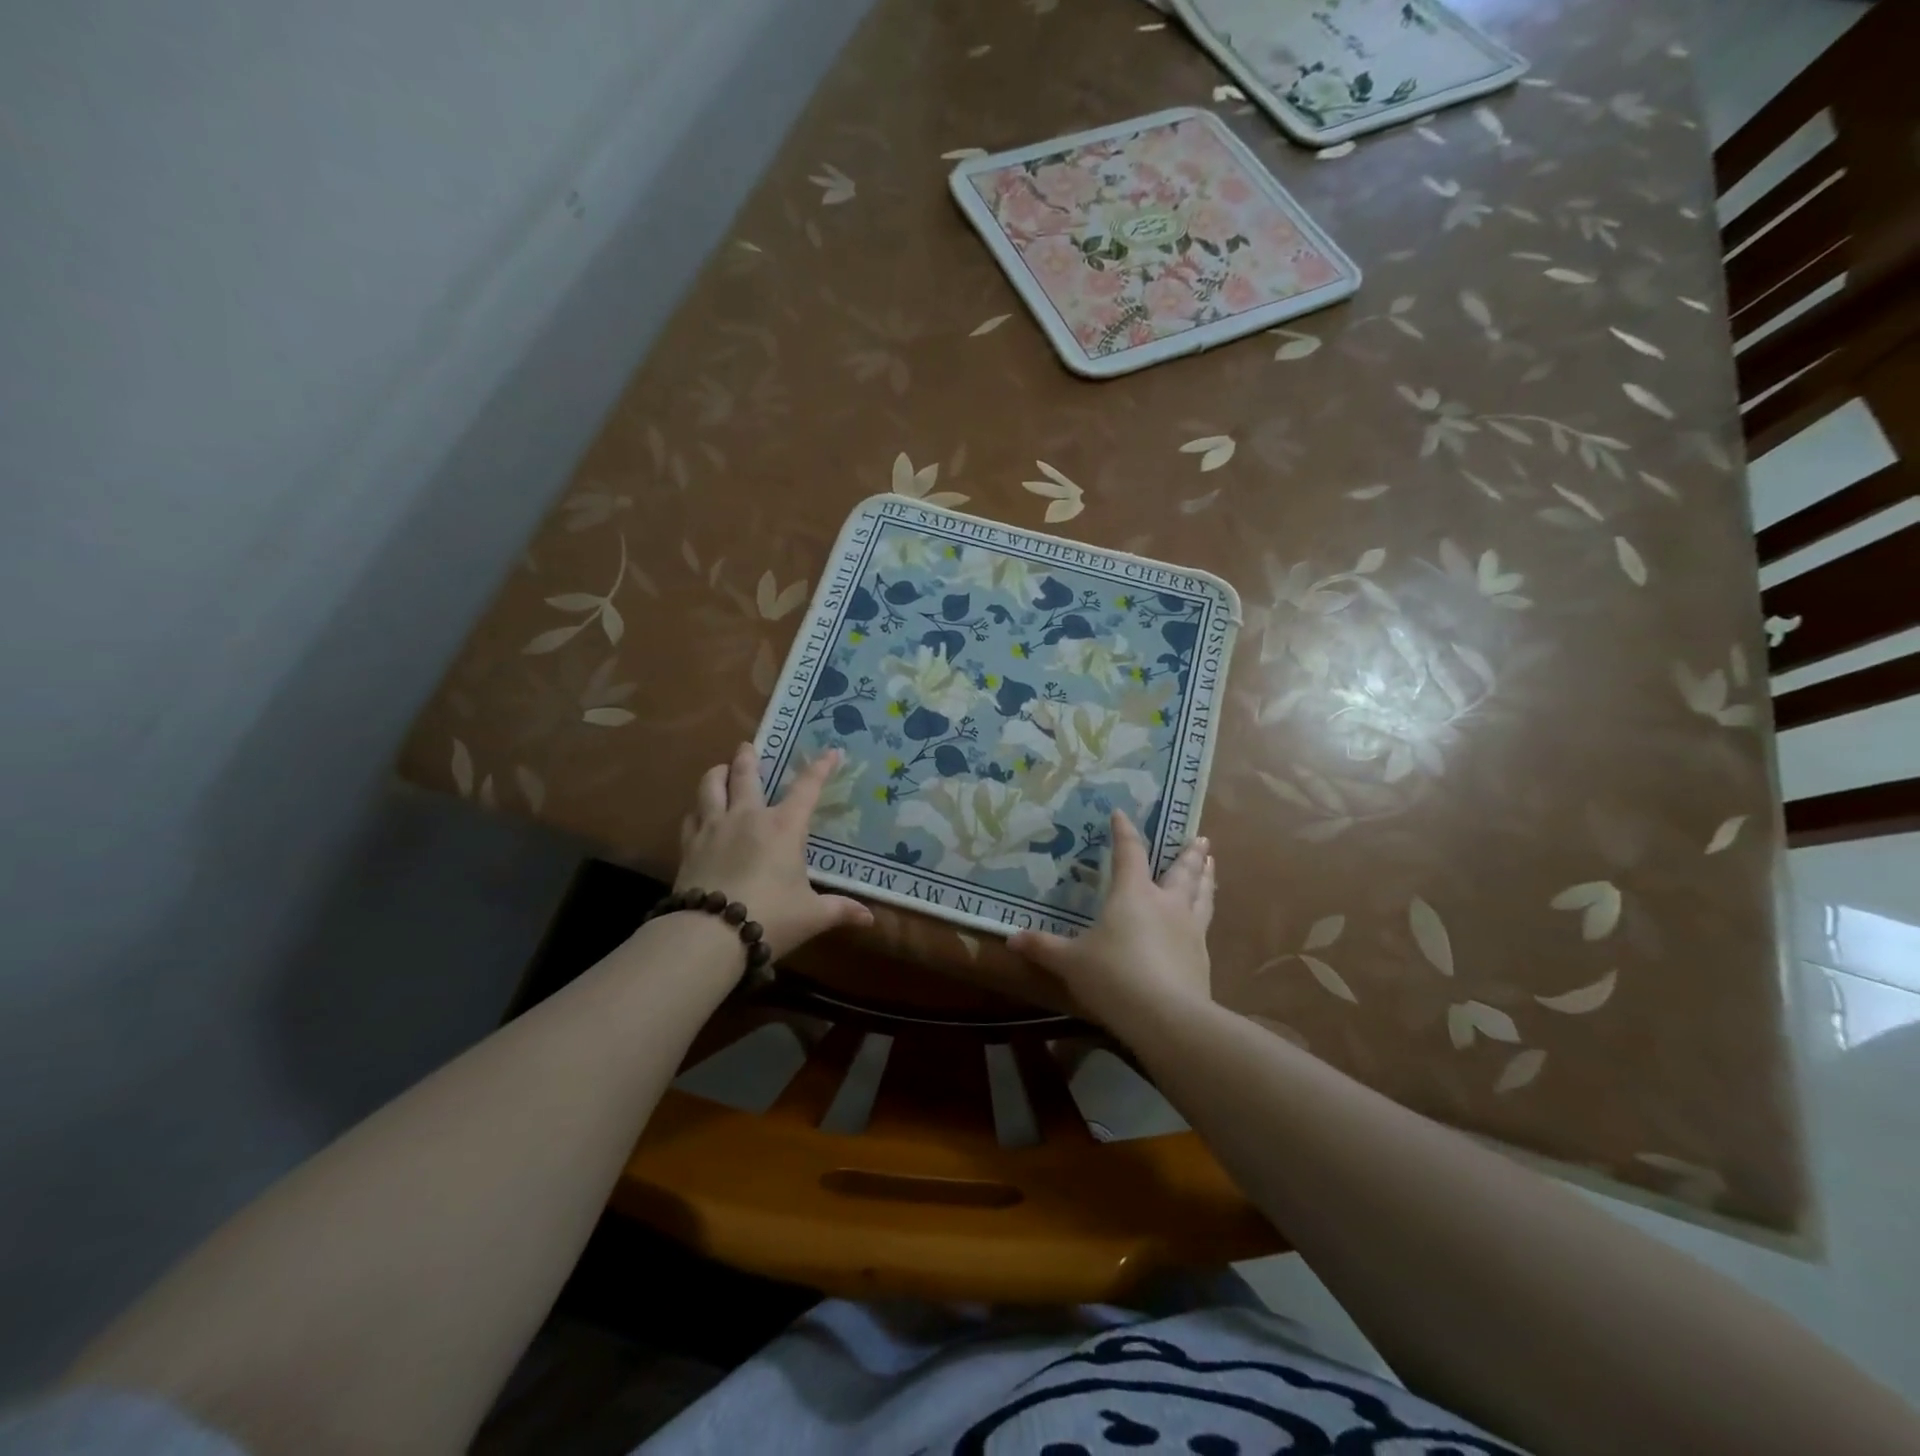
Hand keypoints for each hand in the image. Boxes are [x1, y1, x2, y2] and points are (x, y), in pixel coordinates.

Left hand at [675, 743, 874, 959]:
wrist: (710, 934)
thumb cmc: (771, 918)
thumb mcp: (811, 915)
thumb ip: (839, 910)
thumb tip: (869, 919)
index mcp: (784, 827)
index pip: (806, 788)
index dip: (820, 768)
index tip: (831, 752)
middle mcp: (748, 817)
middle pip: (744, 775)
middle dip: (748, 757)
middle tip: (747, 746)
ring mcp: (714, 828)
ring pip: (710, 788)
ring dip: (716, 774)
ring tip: (719, 770)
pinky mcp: (689, 846)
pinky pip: (692, 817)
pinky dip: (698, 809)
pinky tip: (699, 813)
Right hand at [1008, 808, 1214, 1030]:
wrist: (1167, 1018)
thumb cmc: (1113, 977)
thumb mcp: (1070, 962)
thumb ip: (1043, 948)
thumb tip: (1012, 939)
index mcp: (1133, 894)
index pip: (1130, 853)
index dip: (1124, 832)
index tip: (1121, 813)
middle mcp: (1166, 903)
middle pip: (1182, 870)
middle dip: (1188, 852)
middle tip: (1199, 838)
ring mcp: (1190, 929)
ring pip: (1202, 893)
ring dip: (1207, 876)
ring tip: (1212, 863)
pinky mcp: (1202, 957)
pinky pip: (1206, 924)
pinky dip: (1206, 911)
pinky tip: (1205, 919)